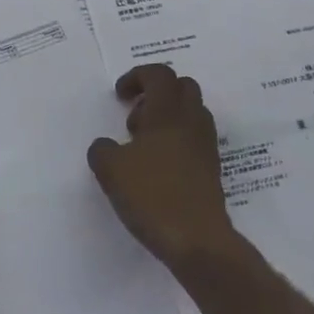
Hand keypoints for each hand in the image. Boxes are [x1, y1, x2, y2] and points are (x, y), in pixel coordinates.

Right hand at [86, 64, 234, 265]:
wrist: (197, 239)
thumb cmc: (152, 195)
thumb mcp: (110, 170)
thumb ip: (102, 150)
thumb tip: (107, 146)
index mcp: (168, 112)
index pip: (159, 74)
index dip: (137, 76)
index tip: (119, 96)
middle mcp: (192, 121)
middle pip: (182, 87)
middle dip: (156, 93)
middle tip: (134, 117)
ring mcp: (206, 144)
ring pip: (191, 112)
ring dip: (167, 117)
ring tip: (142, 146)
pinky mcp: (211, 167)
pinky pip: (194, 137)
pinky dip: (176, 140)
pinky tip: (157, 167)